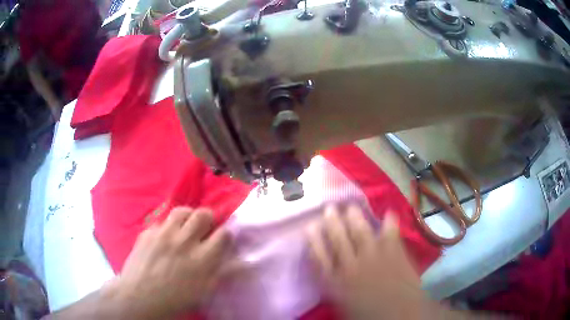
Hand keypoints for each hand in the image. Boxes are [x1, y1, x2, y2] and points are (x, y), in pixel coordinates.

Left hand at [105, 207, 230, 318]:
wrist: (140, 297)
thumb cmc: (175, 299)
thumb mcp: (204, 291)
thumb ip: (221, 273)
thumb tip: (240, 262)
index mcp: (202, 259)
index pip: (223, 234)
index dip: (225, 235)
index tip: (222, 239)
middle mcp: (184, 241)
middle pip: (203, 214)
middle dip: (208, 218)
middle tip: (205, 227)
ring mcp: (163, 234)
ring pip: (181, 211)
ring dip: (188, 217)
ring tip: (186, 226)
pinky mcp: (148, 232)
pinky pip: (161, 221)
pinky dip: (167, 227)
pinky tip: (165, 238)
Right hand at [306, 205, 429, 319]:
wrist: (398, 315)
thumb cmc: (367, 314)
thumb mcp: (342, 304)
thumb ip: (334, 287)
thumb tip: (329, 271)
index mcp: (335, 283)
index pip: (319, 257)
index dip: (314, 240)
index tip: (310, 226)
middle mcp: (351, 267)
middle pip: (338, 240)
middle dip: (332, 223)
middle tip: (329, 208)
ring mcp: (373, 258)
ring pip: (360, 233)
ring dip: (354, 218)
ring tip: (350, 207)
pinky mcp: (393, 254)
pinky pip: (390, 234)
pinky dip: (389, 222)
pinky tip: (388, 213)